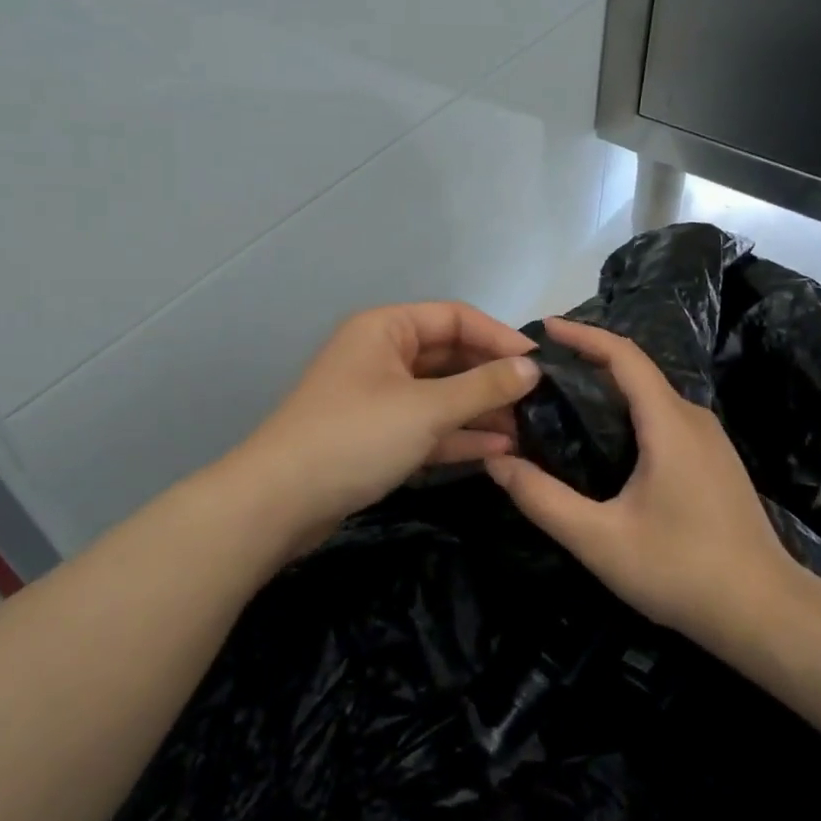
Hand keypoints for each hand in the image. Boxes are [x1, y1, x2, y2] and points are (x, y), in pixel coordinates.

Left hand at [230, 302, 540, 552]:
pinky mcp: (376, 437)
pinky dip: (457, 435)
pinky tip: (498, 450)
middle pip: (449, 356)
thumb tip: (531, 368)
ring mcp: (378, 398)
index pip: (455, 318)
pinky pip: (426, 426)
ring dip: (480, 410)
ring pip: (440, 394)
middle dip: (492, 379)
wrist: (280, 502)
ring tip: (528, 430)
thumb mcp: (425, 408)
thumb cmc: (355, 437)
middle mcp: (382, 355)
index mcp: (386, 329)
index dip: (499, 338)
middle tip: (540, 402)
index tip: (541, 365)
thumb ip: (482, 386)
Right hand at [484, 316, 800, 651]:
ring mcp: (709, 440)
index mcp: (668, 422)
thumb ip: (542, 499)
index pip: (623, 355)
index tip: (543, 328)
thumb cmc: (682, 571)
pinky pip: (663, 418)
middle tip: (538, 374)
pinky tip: (603, 442)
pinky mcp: (713, 461)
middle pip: (635, 371)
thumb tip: (496, 461)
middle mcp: (692, 418)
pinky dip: (627, 412)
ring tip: (561, 402)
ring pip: (650, 395)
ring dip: (608, 388)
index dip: (582, 335)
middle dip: (587, 361)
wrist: (767, 615)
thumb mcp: (599, 540)